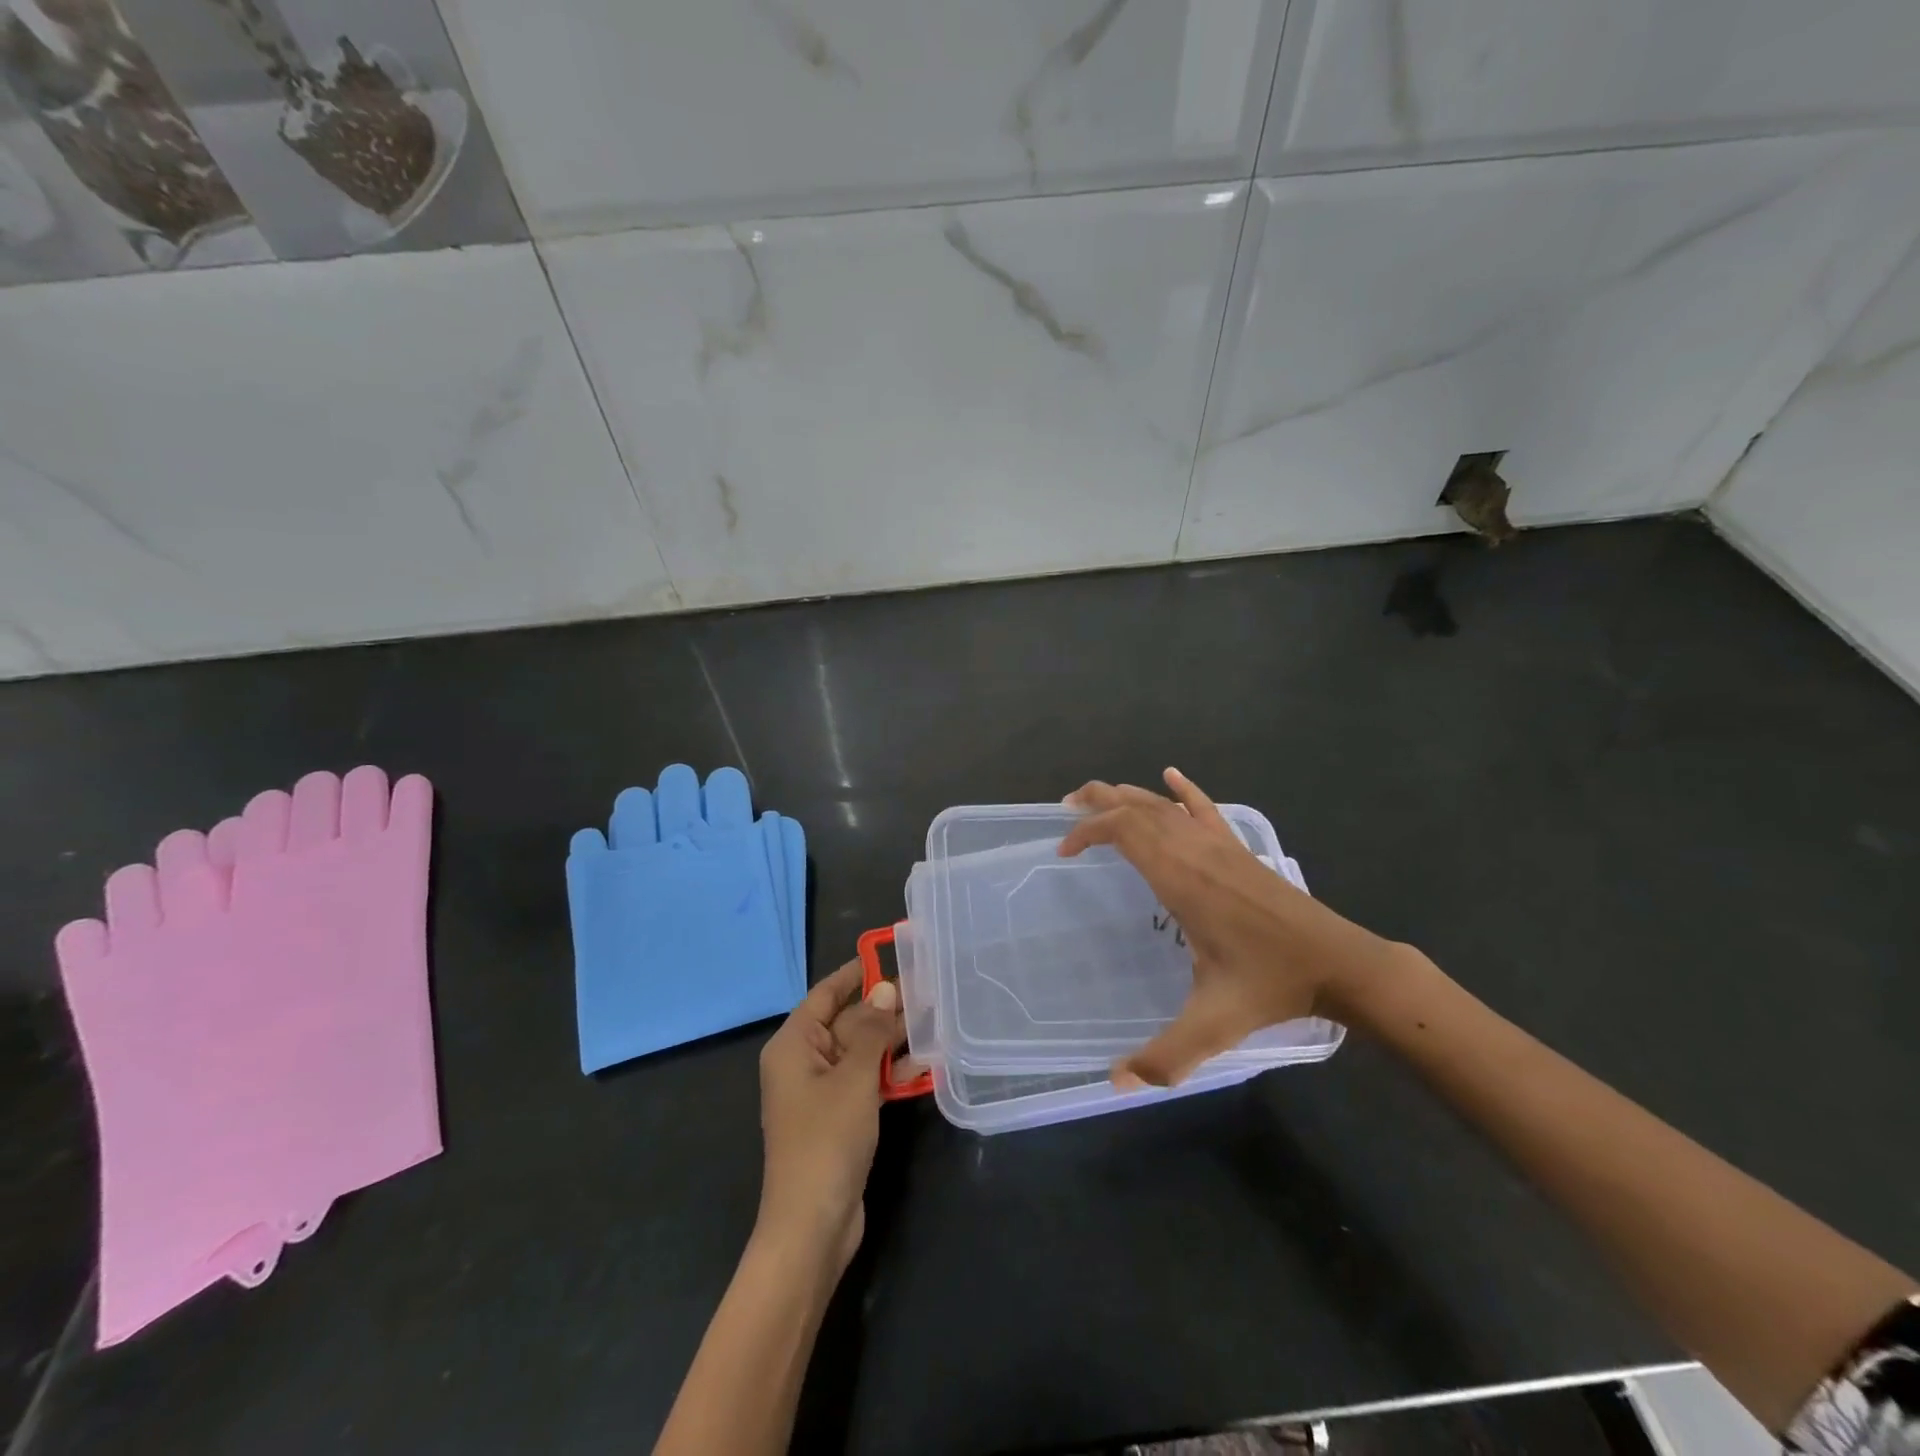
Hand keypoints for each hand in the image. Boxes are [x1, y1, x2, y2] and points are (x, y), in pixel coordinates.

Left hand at [755, 961, 905, 1273]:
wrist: (812, 1227)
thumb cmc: (826, 1140)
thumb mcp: (853, 1078)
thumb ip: (871, 1031)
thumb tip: (884, 990)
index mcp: (794, 1045)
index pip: (825, 994)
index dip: (855, 973)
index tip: (887, 955)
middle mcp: (804, 1062)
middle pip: (847, 1023)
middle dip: (884, 1009)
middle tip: (928, 991)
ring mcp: (822, 1092)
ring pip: (861, 1052)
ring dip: (893, 1041)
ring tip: (934, 1021)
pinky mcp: (840, 1117)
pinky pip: (866, 1081)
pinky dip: (890, 1072)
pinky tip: (924, 1065)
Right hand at [1060, 768, 1413, 1087]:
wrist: (1338, 963)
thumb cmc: (1271, 985)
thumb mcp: (1214, 1023)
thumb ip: (1166, 1056)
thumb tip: (1115, 1085)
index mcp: (1181, 879)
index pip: (1124, 831)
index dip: (1088, 832)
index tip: (1064, 851)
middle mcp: (1195, 851)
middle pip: (1138, 807)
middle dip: (1099, 802)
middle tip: (1066, 807)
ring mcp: (1220, 845)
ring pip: (1165, 805)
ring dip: (1129, 795)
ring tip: (1099, 795)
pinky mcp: (1239, 849)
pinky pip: (1206, 809)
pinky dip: (1185, 790)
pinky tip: (1171, 775)